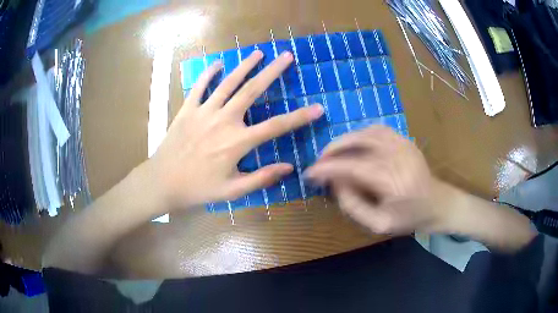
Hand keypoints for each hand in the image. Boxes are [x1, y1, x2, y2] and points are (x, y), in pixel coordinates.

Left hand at [146, 50, 322, 209]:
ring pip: (228, 83)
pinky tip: (217, 64)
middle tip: (286, 56)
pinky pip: (199, 87)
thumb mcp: (232, 190)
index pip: (276, 126)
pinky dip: (208, 74)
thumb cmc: (198, 188)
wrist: (162, 182)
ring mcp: (204, 112)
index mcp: (237, 142)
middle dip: (272, 72)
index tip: (318, 108)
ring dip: (244, 66)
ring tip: (258, 53)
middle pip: (252, 91)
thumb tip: (289, 168)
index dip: (299, 117)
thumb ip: (261, 178)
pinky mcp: (187, 109)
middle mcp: (223, 121)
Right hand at [305, 126, 449, 234]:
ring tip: (334, 153)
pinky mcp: (405, 139)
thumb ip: (353, 205)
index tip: (310, 173)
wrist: (437, 203)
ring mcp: (403, 144)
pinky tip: (354, 145)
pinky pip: (377, 129)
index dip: (328, 168)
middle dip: (334, 149)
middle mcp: (399, 157)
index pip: (354, 167)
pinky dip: (360, 134)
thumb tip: (334, 183)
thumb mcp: (378, 224)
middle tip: (320, 160)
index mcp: (394, 182)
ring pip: (366, 132)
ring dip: (345, 140)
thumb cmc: (409, 218)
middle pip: (359, 142)